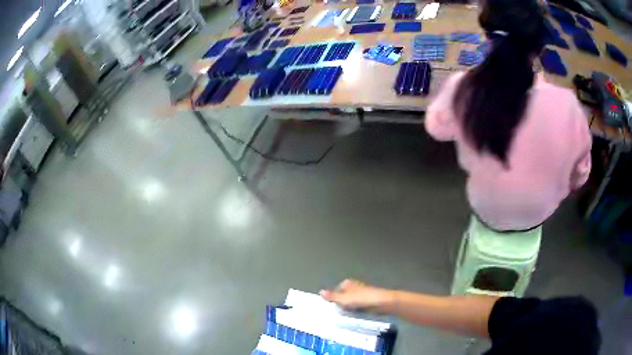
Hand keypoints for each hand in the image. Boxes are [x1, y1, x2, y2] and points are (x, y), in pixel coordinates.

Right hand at [320, 279, 393, 313]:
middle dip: (340, 304)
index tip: (330, 309)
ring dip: (348, 308)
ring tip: (344, 316)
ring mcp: (361, 294)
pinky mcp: (368, 301)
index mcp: (347, 283)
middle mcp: (354, 286)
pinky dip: (355, 311)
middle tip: (336, 314)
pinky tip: (354, 316)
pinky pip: (357, 306)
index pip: (335, 291)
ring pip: (350, 302)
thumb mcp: (344, 299)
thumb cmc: (362, 299)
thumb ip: (333, 297)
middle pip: (343, 296)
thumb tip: (320, 291)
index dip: (333, 299)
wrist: (383, 302)